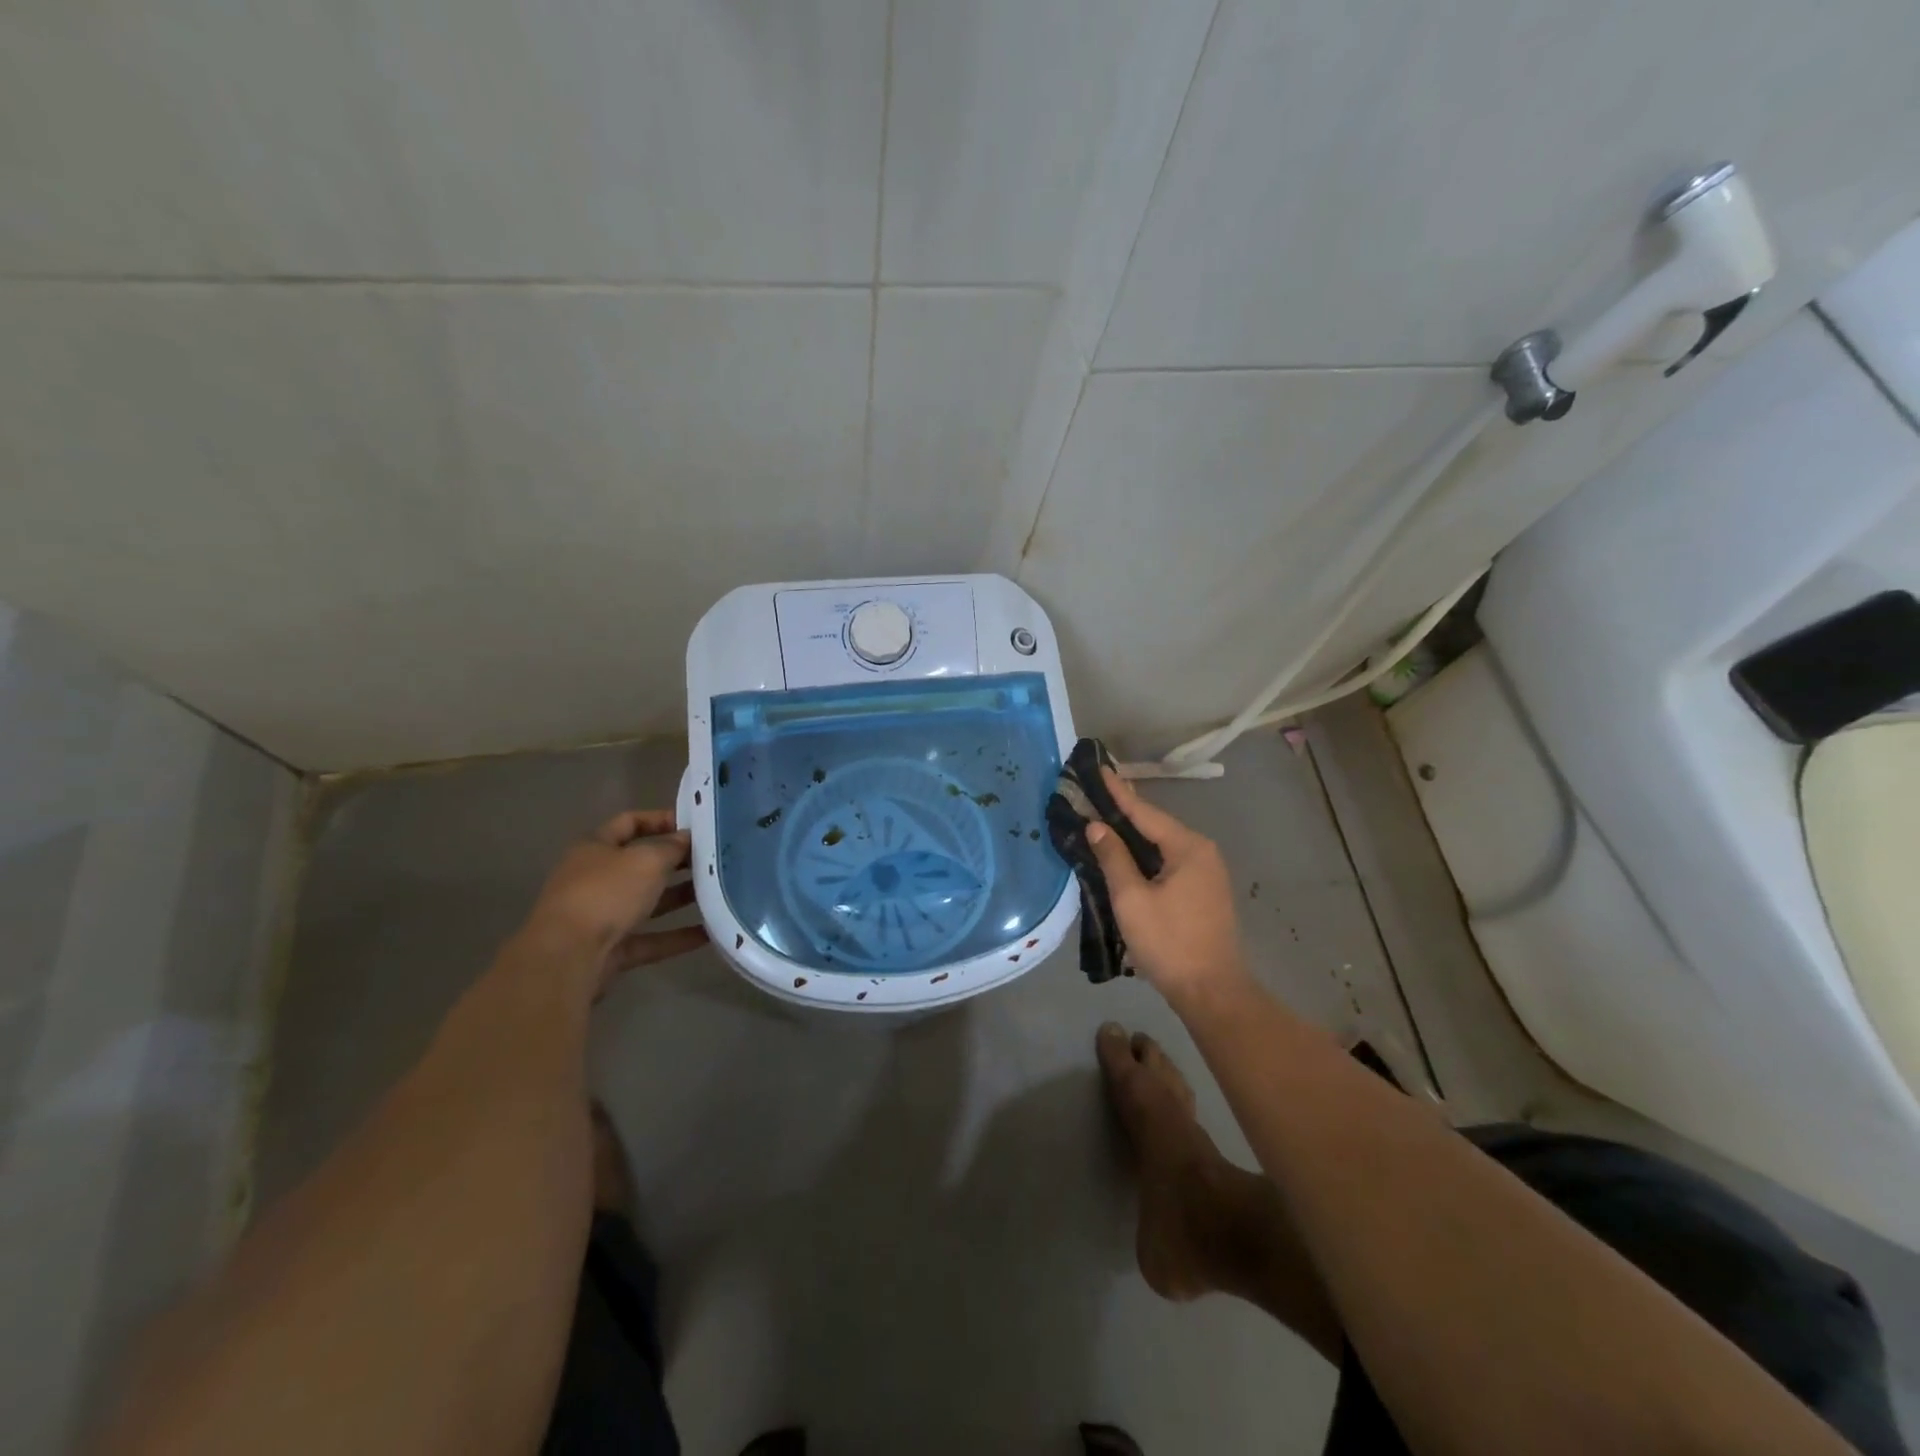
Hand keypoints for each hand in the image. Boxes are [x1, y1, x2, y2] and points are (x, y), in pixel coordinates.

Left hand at [527, 810, 707, 993]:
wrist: (567, 958)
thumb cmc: (606, 894)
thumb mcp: (646, 861)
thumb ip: (671, 847)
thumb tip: (687, 838)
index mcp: (595, 847)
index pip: (630, 822)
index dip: (661, 819)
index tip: (695, 825)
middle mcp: (595, 879)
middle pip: (641, 864)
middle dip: (677, 862)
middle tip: (713, 859)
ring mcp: (601, 916)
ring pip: (647, 902)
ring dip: (680, 898)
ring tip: (718, 892)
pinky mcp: (611, 950)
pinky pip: (650, 938)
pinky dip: (677, 936)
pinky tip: (710, 932)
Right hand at [1085, 769, 1250, 1006]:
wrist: (1211, 991)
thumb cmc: (1169, 942)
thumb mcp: (1132, 899)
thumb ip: (1113, 858)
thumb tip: (1097, 825)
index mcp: (1188, 847)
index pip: (1145, 812)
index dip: (1118, 792)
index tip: (1099, 769)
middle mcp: (1202, 852)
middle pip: (1156, 825)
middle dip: (1125, 811)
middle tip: (1094, 793)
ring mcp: (1207, 872)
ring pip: (1162, 844)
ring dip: (1134, 834)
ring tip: (1103, 818)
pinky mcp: (1204, 891)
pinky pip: (1169, 861)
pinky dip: (1146, 854)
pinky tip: (1126, 854)